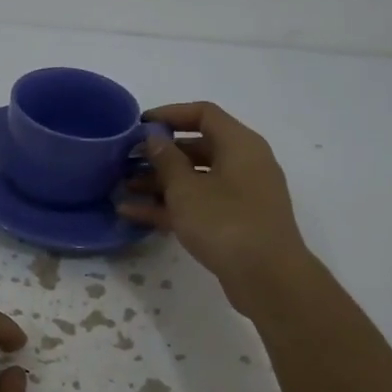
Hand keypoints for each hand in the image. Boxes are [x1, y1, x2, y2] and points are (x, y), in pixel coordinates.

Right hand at [118, 101, 309, 307]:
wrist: (268, 277)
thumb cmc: (225, 222)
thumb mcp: (186, 188)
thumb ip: (166, 160)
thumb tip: (155, 138)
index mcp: (239, 144)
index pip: (203, 113)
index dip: (169, 114)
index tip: (138, 125)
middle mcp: (244, 164)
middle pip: (197, 147)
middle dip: (159, 154)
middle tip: (126, 160)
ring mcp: (241, 195)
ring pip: (195, 179)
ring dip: (160, 182)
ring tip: (123, 188)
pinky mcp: (235, 222)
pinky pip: (199, 204)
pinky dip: (170, 206)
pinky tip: (134, 214)